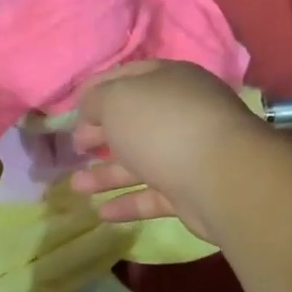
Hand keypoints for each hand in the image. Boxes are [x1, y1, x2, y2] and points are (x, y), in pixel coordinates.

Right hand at [69, 61, 269, 242]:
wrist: (220, 177)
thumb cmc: (162, 126)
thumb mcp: (117, 100)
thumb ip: (96, 100)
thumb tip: (89, 107)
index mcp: (168, 81)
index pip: (127, 78)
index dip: (97, 91)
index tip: (72, 110)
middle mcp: (181, 113)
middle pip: (133, 122)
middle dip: (101, 134)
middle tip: (76, 148)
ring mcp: (188, 153)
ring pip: (140, 162)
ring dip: (106, 174)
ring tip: (76, 187)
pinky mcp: (191, 190)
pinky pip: (153, 195)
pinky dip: (128, 203)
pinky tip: (101, 213)